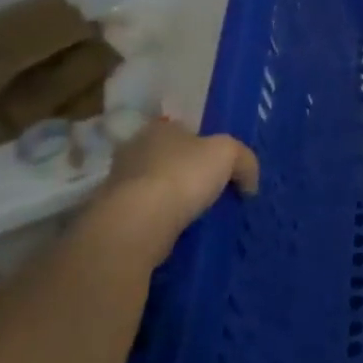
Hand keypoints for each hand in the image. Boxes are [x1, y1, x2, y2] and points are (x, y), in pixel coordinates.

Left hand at [93, 118, 259, 257]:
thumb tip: (249, 183)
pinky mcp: (114, 216)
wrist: (137, 224)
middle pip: (169, 158)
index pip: (185, 130)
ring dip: (172, 200)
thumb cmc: (183, 175)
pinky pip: (145, 215)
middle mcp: (135, 150)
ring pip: (156, 187)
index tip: (221, 167)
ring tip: (197, 218)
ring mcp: (119, 185)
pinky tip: (177, 234)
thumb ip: (244, 161)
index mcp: (160, 128)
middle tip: (211, 193)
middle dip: (187, 173)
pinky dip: (160, 222)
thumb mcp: (228, 154)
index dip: (205, 146)